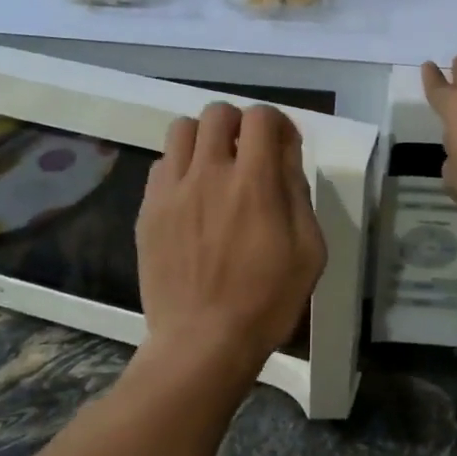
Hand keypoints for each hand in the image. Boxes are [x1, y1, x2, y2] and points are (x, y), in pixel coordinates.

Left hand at [136, 102, 325, 387]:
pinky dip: (180, 166)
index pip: (260, 117)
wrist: (201, 343)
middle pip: (217, 112)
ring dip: (204, 137)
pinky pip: (161, 164)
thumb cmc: (266, 301)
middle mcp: (208, 174)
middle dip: (238, 123)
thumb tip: (285, 154)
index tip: (282, 143)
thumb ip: (297, 193)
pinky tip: (191, 195)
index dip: (276, 121)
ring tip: (215, 165)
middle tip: (248, 152)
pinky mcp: (148, 210)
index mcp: (253, 182)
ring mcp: (172, 190)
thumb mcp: (308, 249)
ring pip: (181, 129)